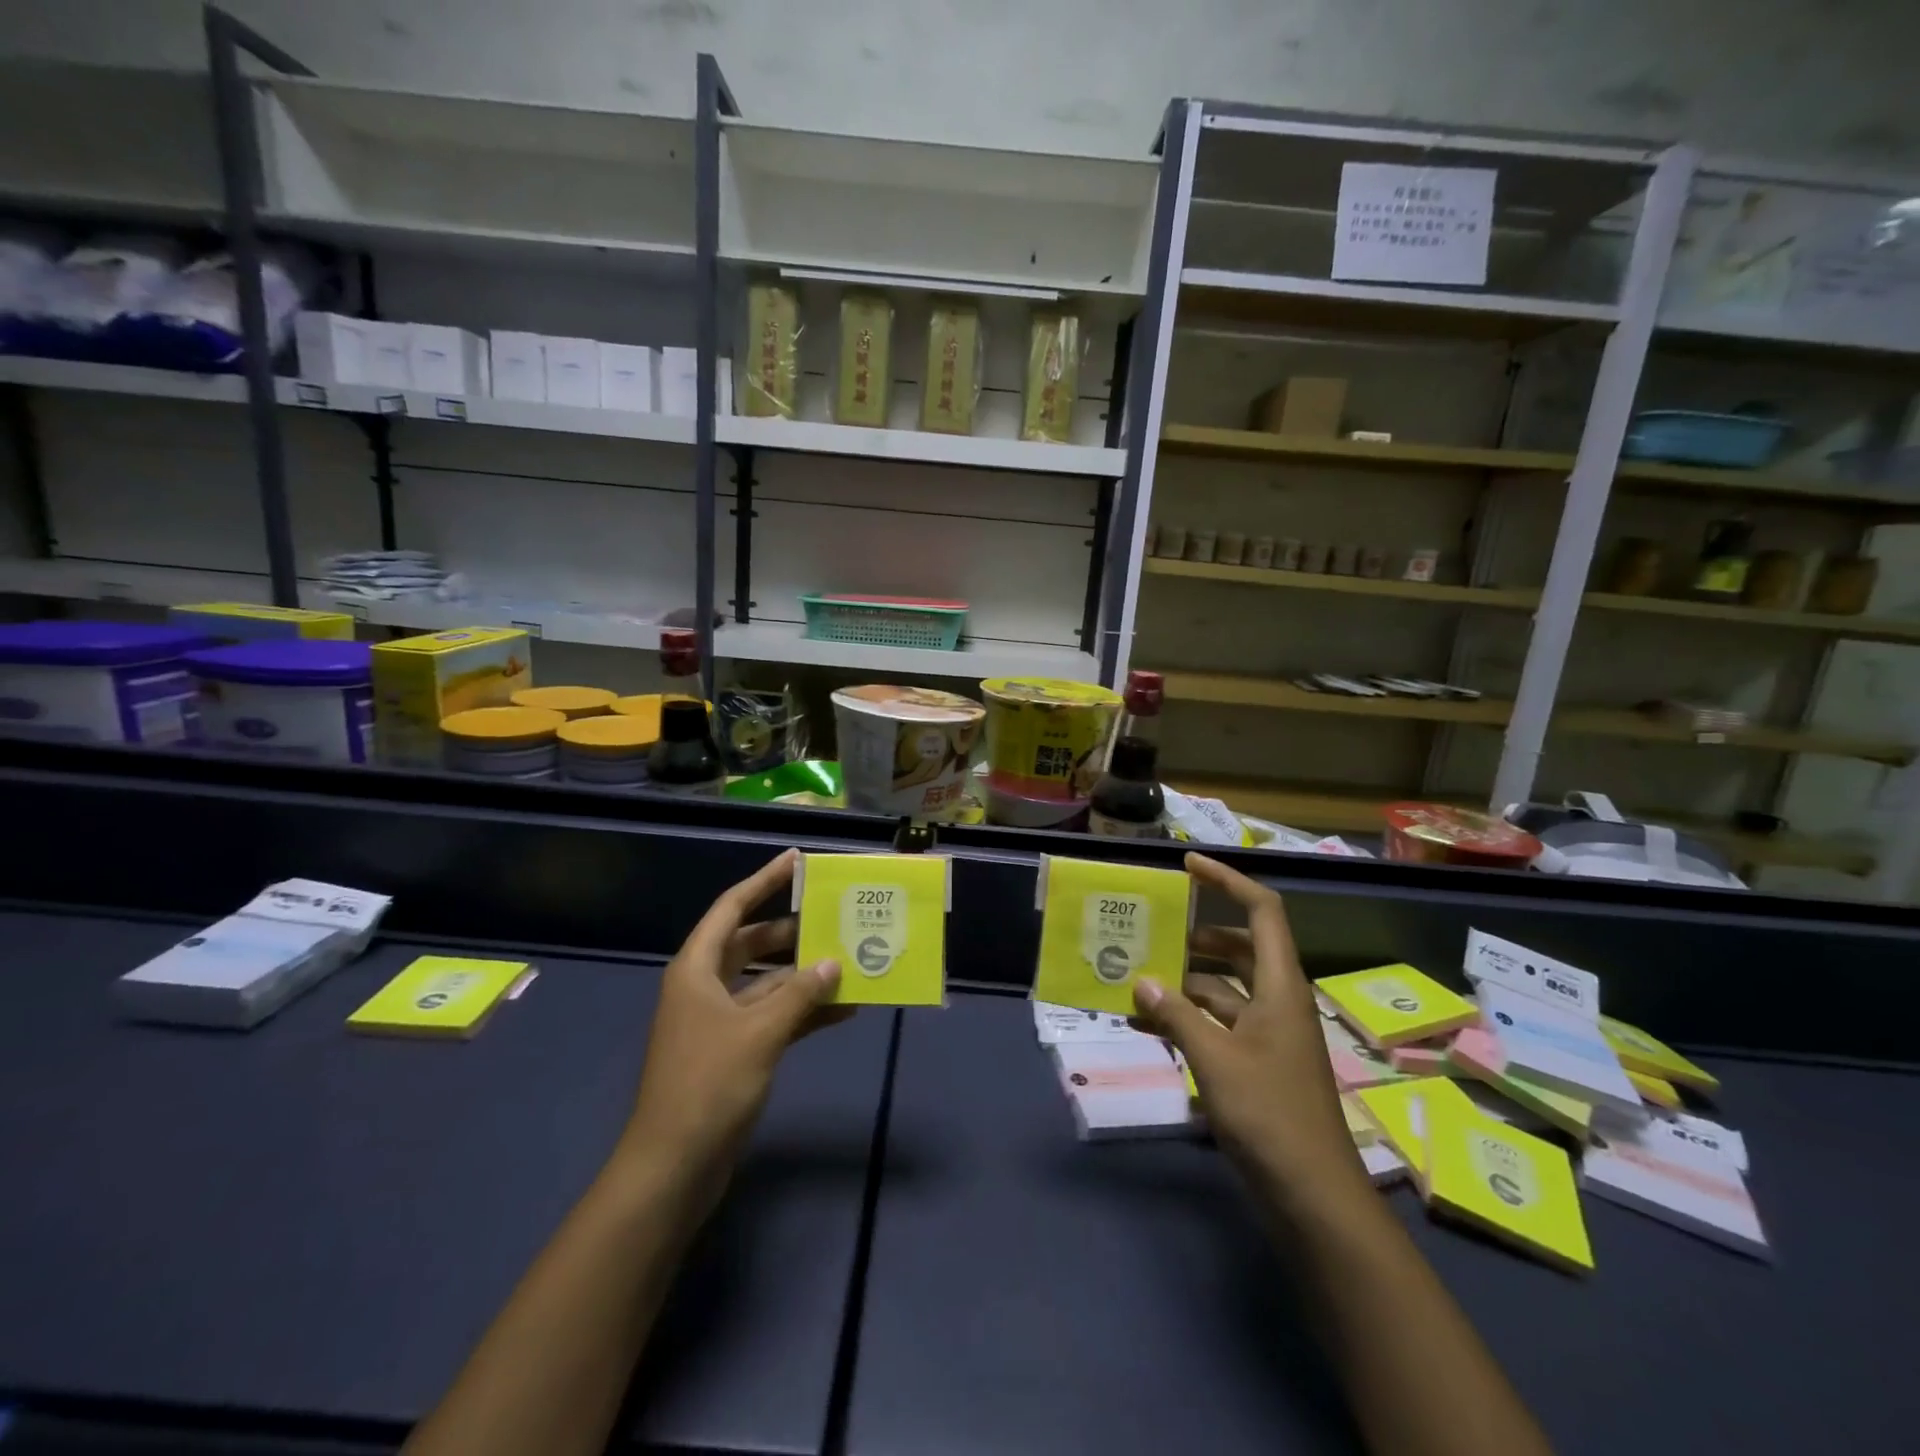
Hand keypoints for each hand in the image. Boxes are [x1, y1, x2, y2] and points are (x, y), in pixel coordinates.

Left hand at [615, 850, 847, 1196]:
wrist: (673, 1168)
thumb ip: (800, 993)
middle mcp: (705, 987)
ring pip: (767, 982)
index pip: (732, 909)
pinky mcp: (734, 1051)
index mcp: (697, 969)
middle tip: (832, 917)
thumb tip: (833, 962)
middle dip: (791, 931)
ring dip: (803, 975)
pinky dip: (803, 1012)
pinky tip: (843, 1010)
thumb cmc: (708, 1086)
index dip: (763, 881)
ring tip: (849, 961)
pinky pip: (773, 1017)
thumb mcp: (759, 1033)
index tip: (796, 861)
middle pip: (751, 943)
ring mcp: (719, 1021)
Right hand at [1130, 853, 1361, 1203]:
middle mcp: (1277, 1002)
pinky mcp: (1256, 1065)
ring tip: (1135, 980)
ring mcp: (1267, 1036)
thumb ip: (1176, 1014)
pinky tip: (1145, 1027)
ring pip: (1223, 989)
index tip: (1187, 866)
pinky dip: (1185, 1020)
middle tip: (1152, 929)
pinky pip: (1216, 1025)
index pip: (1262, 912)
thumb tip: (1142, 980)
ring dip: (1183, 983)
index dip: (1227, 881)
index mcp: (1281, 987)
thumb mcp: (1215, 1060)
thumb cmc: (1270, 1116)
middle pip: (1239, 948)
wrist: (1313, 1198)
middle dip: (1196, 935)